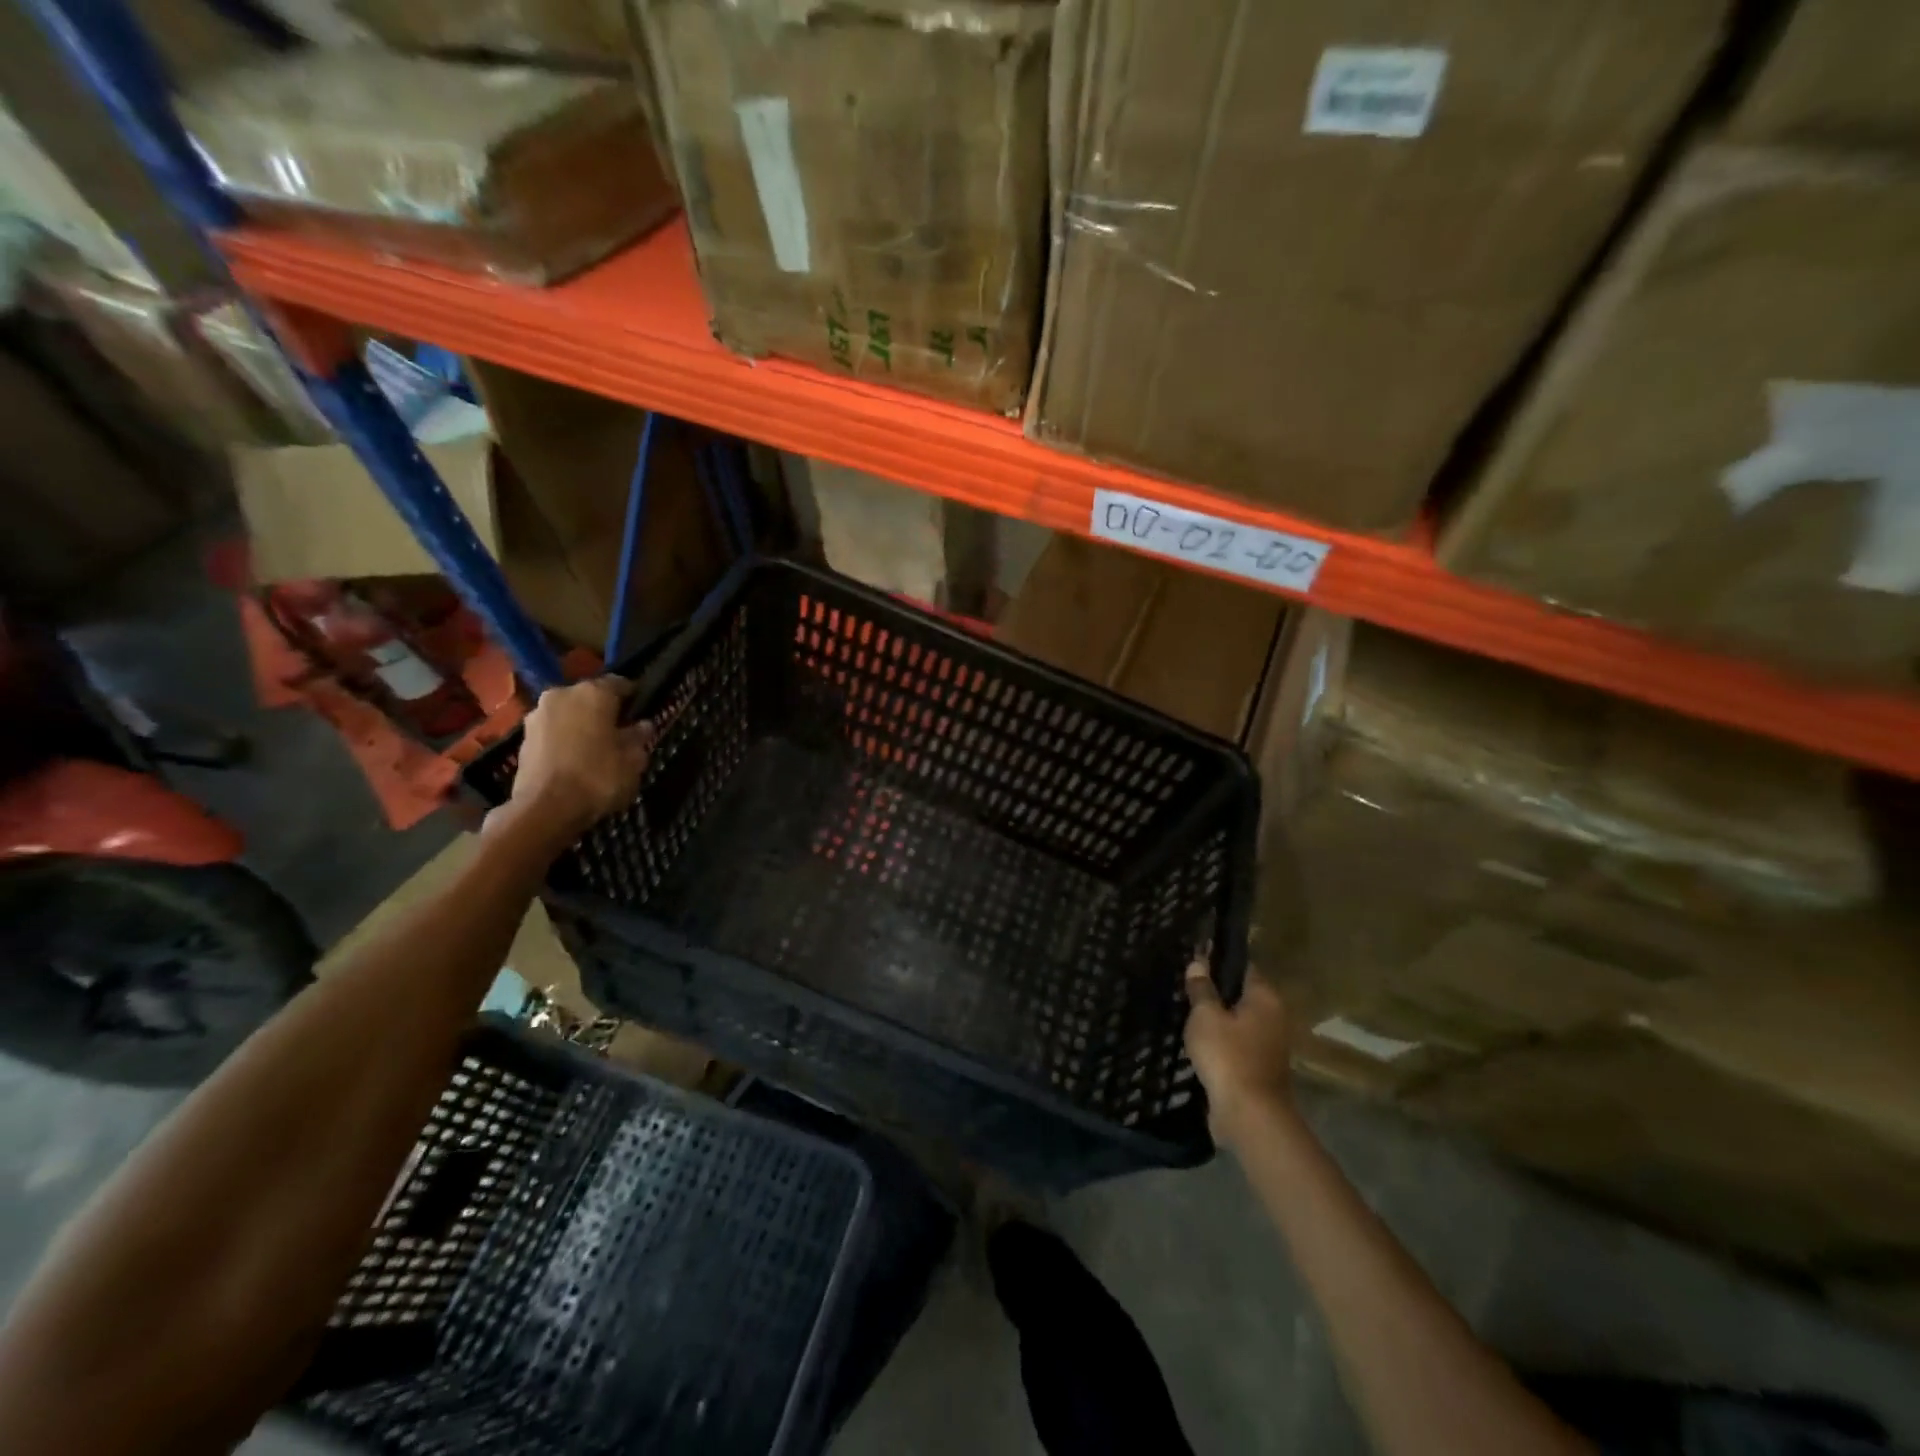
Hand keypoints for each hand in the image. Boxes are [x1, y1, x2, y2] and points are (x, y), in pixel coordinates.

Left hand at [500, 678, 654, 844]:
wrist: (544, 810)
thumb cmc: (598, 778)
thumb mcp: (634, 760)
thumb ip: (639, 738)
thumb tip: (642, 725)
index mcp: (594, 692)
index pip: (620, 683)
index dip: (634, 697)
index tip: (642, 712)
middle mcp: (562, 693)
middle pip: (590, 697)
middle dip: (604, 711)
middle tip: (618, 732)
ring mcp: (538, 715)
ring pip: (568, 714)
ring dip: (581, 725)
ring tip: (595, 749)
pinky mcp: (522, 738)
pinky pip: (552, 732)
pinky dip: (564, 740)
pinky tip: (574, 760)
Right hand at [1184, 959, 1294, 1148]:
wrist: (1249, 1116)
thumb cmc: (1228, 1055)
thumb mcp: (1205, 1016)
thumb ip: (1202, 988)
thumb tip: (1198, 962)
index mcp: (1266, 998)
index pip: (1244, 967)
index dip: (1220, 959)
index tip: (1196, 954)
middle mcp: (1274, 1017)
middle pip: (1242, 994)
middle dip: (1217, 990)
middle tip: (1186, 983)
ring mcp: (1269, 1045)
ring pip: (1238, 1021)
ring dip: (1218, 1018)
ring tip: (1186, 1010)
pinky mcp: (1259, 1068)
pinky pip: (1236, 1044)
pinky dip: (1220, 1041)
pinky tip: (1197, 1040)